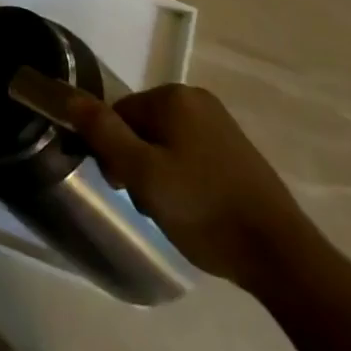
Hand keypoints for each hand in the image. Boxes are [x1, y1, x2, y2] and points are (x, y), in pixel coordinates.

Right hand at [67, 84, 313, 291]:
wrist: (281, 254)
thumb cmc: (204, 209)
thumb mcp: (143, 174)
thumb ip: (103, 133)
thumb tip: (69, 96)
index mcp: (173, 97)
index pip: (118, 114)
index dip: (113, 152)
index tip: (126, 188)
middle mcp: (197, 99)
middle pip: (142, 126)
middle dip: (138, 162)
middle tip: (152, 202)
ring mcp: (221, 123)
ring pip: (165, 143)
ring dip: (159, 173)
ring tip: (175, 211)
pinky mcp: (236, 149)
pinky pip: (191, 153)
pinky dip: (184, 177)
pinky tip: (196, 208)